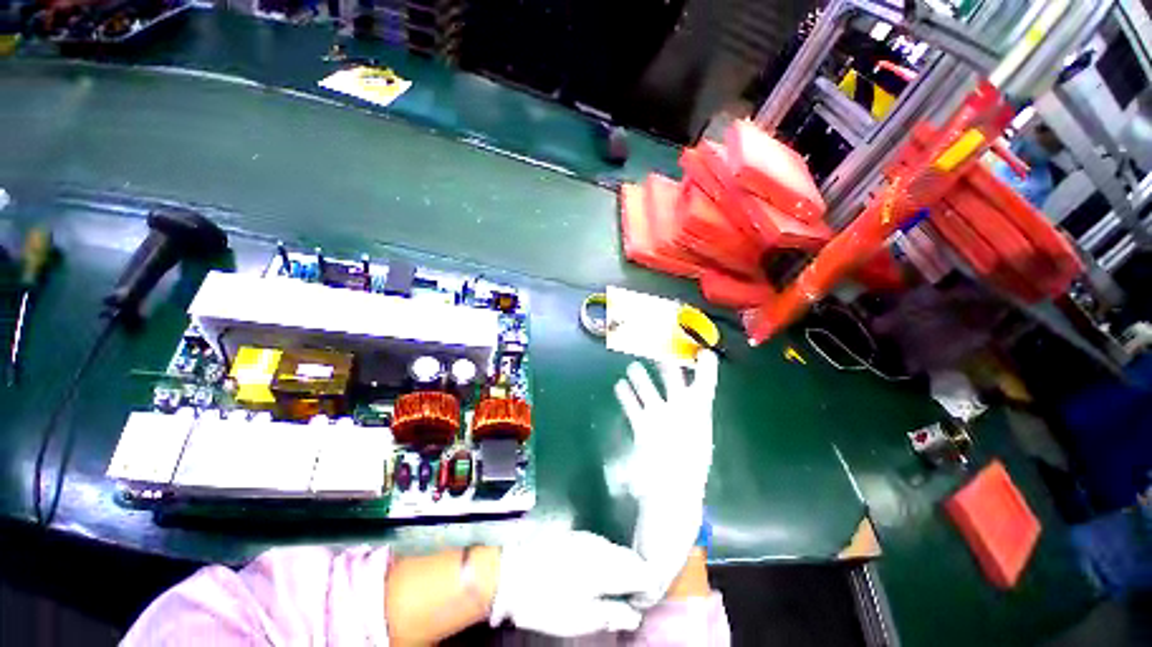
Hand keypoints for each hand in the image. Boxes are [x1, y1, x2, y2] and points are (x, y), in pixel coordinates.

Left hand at [489, 530, 652, 635]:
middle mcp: (602, 546)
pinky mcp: (576, 536)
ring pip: (616, 550)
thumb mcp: (582, 618)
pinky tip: (599, 574)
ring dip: (622, 567)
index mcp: (608, 566)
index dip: (648, 588)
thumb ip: (612, 614)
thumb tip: (634, 615)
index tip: (644, 603)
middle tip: (632, 600)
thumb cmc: (548, 601)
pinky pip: (602, 546)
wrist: (514, 573)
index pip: (641, 571)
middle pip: (630, 558)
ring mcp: (588, 538)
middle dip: (637, 576)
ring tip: (616, 589)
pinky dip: (608, 560)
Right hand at [614, 351, 718, 606]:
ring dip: (640, 380)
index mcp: (696, 411)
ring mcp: (659, 420)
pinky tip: (619, 386)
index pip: (703, 383)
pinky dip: (627, 397)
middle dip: (665, 367)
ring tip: (632, 367)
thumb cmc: (690, 462)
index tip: (700, 350)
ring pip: (648, 393)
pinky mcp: (643, 430)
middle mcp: (678, 412)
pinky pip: (634, 408)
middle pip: (671, 384)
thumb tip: (708, 353)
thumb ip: (705, 381)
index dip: (704, 367)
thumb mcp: (701, 418)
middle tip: (658, 352)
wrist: (671, 497)